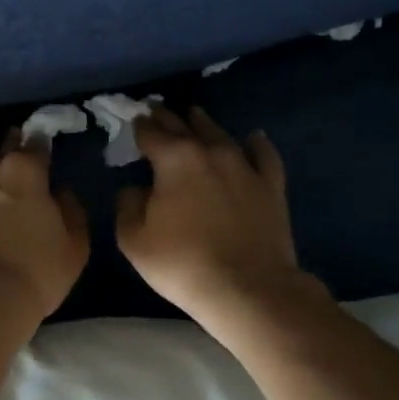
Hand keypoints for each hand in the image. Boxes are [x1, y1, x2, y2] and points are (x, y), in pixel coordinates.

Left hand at [0, 130, 89, 325]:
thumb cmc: (34, 276)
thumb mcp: (74, 247)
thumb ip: (70, 209)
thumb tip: (58, 191)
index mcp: (25, 170)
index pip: (36, 141)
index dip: (40, 145)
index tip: (42, 152)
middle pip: (0, 144)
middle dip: (9, 146)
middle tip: (14, 158)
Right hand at [117, 106, 321, 328]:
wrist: (247, 289)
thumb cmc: (182, 264)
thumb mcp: (134, 240)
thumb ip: (128, 205)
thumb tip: (135, 188)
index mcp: (173, 159)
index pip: (151, 132)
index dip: (139, 125)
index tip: (133, 120)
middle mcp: (209, 152)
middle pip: (184, 125)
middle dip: (167, 117)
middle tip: (156, 110)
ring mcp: (244, 166)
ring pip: (220, 133)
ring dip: (204, 123)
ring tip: (194, 115)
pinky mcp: (270, 186)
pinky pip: (263, 155)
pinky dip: (256, 144)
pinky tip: (253, 137)